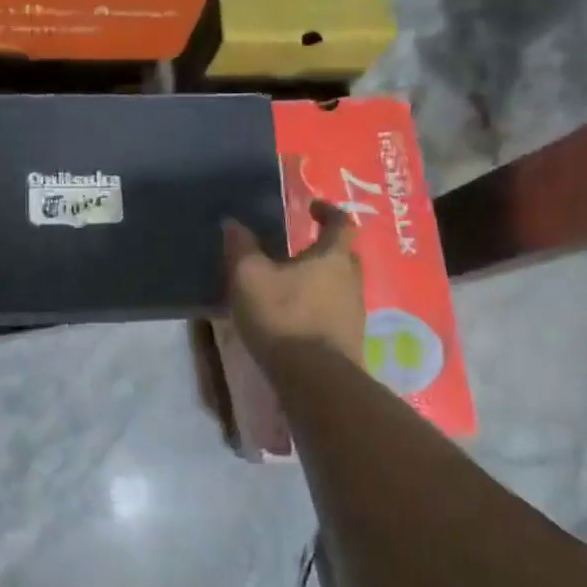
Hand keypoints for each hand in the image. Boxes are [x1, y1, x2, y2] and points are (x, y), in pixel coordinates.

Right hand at [223, 200, 364, 364]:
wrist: (315, 379)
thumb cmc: (284, 317)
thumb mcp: (249, 277)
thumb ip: (241, 247)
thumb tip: (233, 222)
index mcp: (332, 257)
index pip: (340, 223)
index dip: (327, 210)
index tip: (311, 206)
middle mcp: (351, 280)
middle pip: (344, 255)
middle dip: (324, 247)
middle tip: (300, 246)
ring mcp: (353, 313)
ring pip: (340, 285)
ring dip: (321, 280)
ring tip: (292, 283)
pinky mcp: (348, 340)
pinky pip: (334, 312)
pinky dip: (318, 307)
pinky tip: (296, 316)